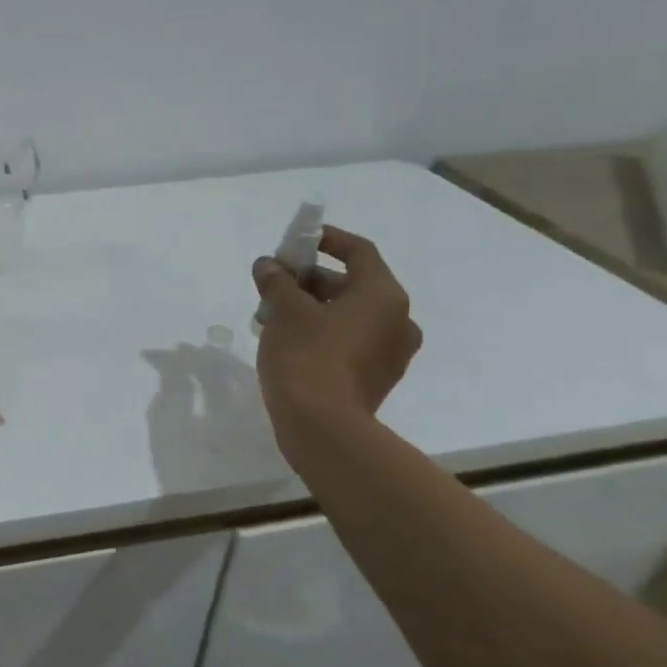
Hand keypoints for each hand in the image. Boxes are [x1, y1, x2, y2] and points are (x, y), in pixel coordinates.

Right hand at [252, 226, 421, 443]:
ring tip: (270, 314)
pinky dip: (322, 333)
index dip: (327, 240)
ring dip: (312, 308)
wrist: (323, 427)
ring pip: (348, 315)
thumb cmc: (307, 355)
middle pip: (352, 285)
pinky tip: (287, 341)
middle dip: (309, 280)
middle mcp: (398, 320)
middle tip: (273, 283)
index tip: (297, 241)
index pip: (359, 252)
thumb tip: (268, 265)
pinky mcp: (376, 378)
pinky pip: (349, 341)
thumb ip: (276, 281)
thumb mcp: (284, 310)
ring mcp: (391, 353)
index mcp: (383, 296)